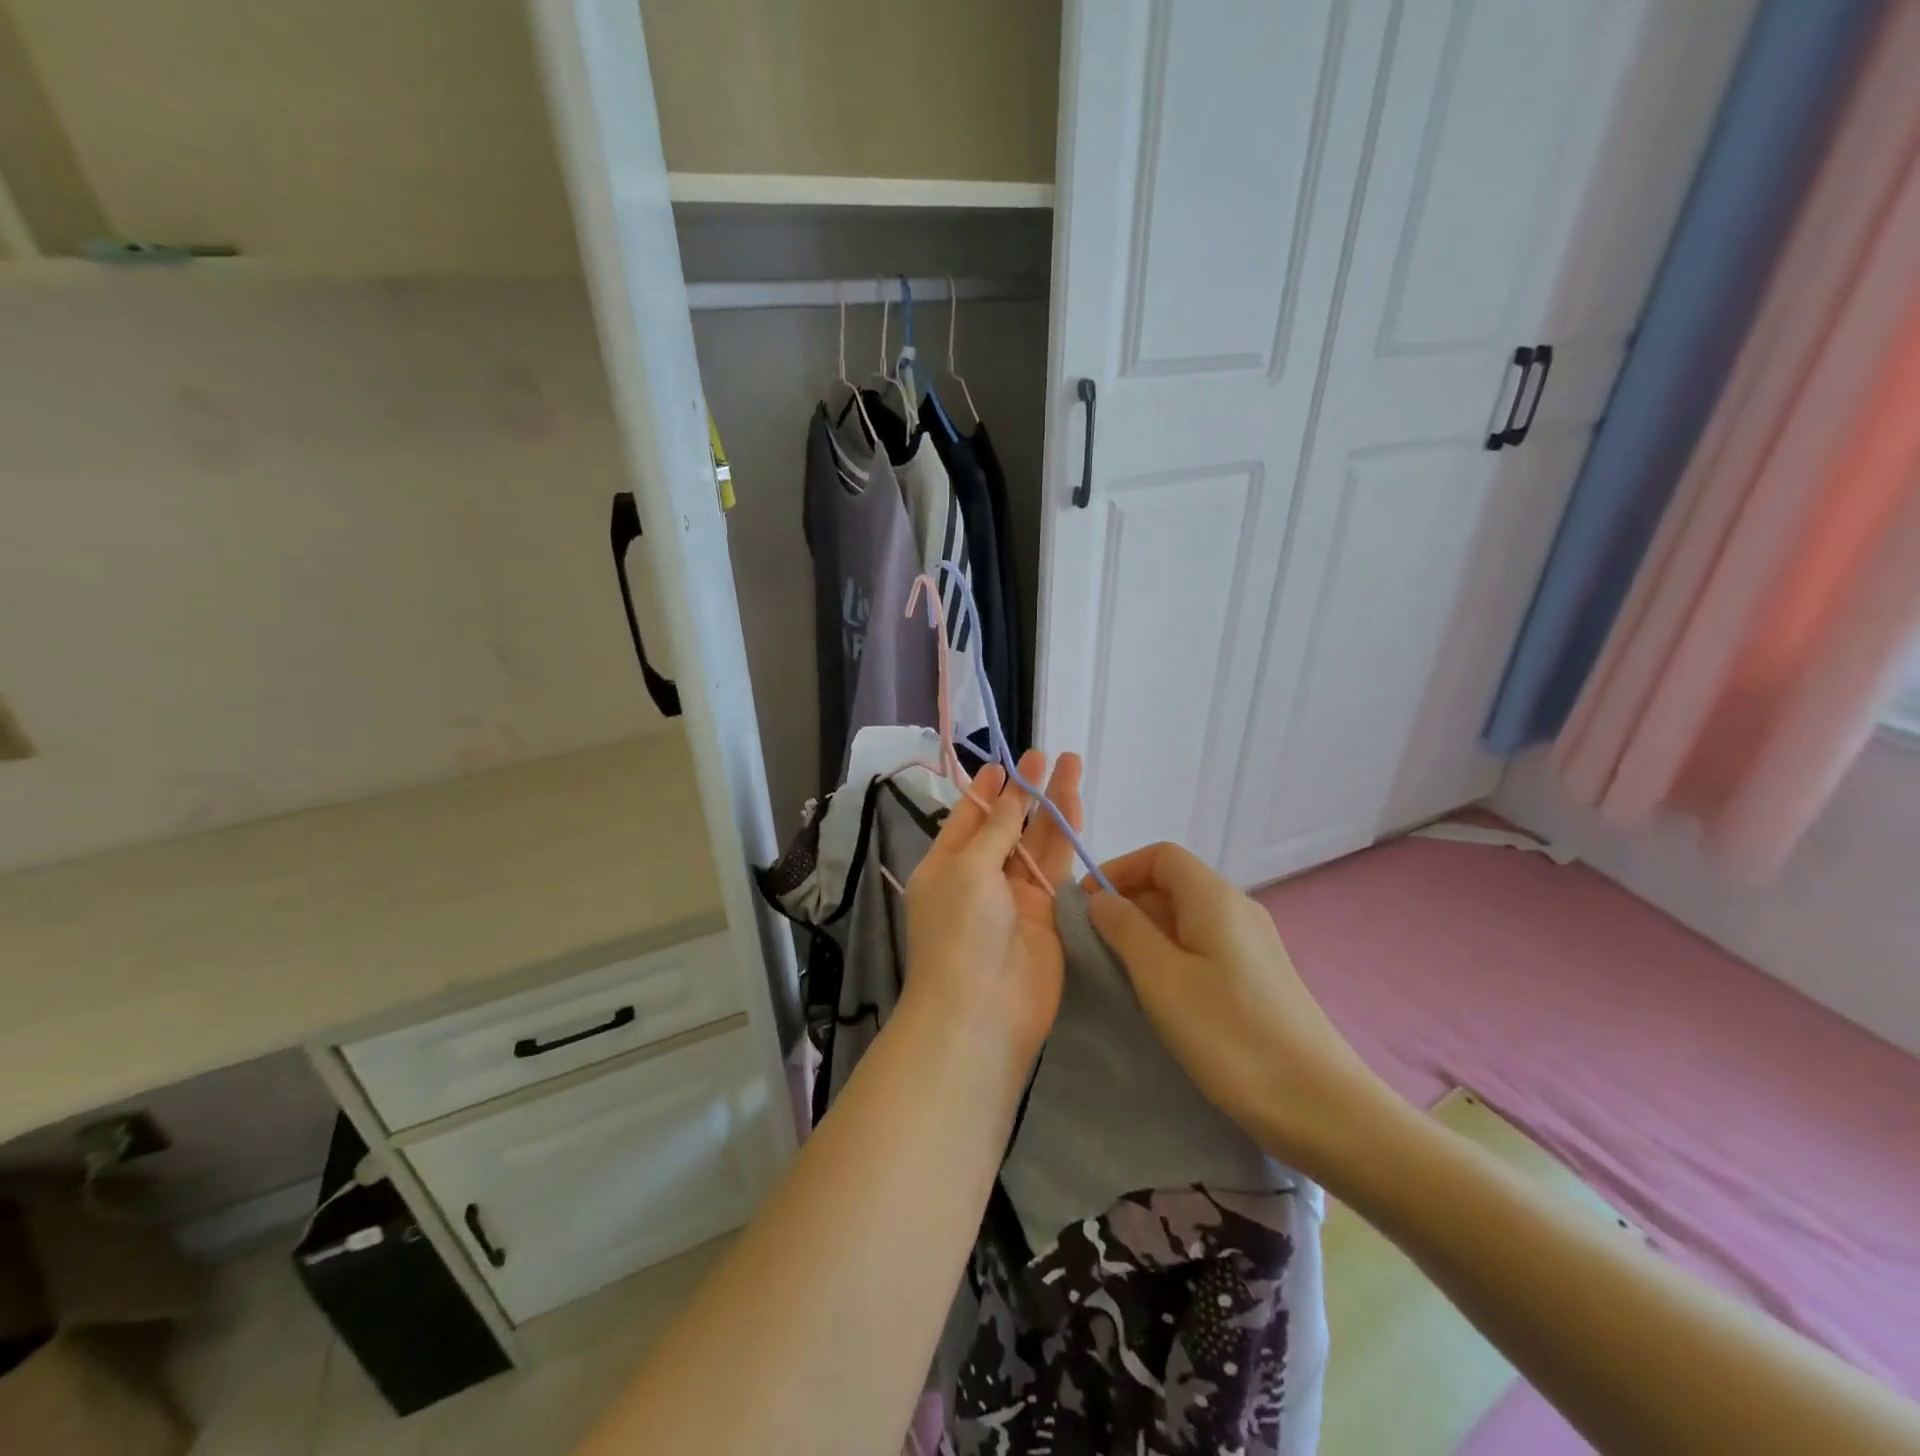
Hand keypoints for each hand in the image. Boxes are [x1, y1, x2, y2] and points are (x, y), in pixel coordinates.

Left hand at [901, 751, 1083, 1067]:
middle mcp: (979, 878)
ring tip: (1071, 766)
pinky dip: (1066, 837)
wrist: (983, 1010)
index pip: (968, 819)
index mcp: (946, 866)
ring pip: (1037, 842)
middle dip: (1025, 791)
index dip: (986, 790)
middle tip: (1046, 755)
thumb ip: (994, 830)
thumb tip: (1007, 794)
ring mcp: (1015, 897)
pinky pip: (1057, 867)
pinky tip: (1077, 807)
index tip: (1004, 762)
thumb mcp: (967, 869)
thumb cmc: (959, 932)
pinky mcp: (1047, 913)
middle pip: (1006, 825)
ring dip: (1052, 806)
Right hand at [1086, 842, 1396, 1178]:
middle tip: (1095, 943)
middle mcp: (1238, 908)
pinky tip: (1162, 993)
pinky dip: (1172, 952)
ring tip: (1120, 970)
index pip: (1160, 855)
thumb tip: (1101, 900)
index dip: (1118, 870)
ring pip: (1188, 916)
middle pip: (1174, 882)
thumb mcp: (1162, 979)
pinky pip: (1205, 944)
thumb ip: (1125, 930)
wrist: (1322, 1108)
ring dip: (1148, 930)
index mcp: (1215, 898)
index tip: (1086, 907)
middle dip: (1128, 902)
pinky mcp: (1260, 976)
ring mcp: (1254, 943)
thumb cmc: (1231, 1036)